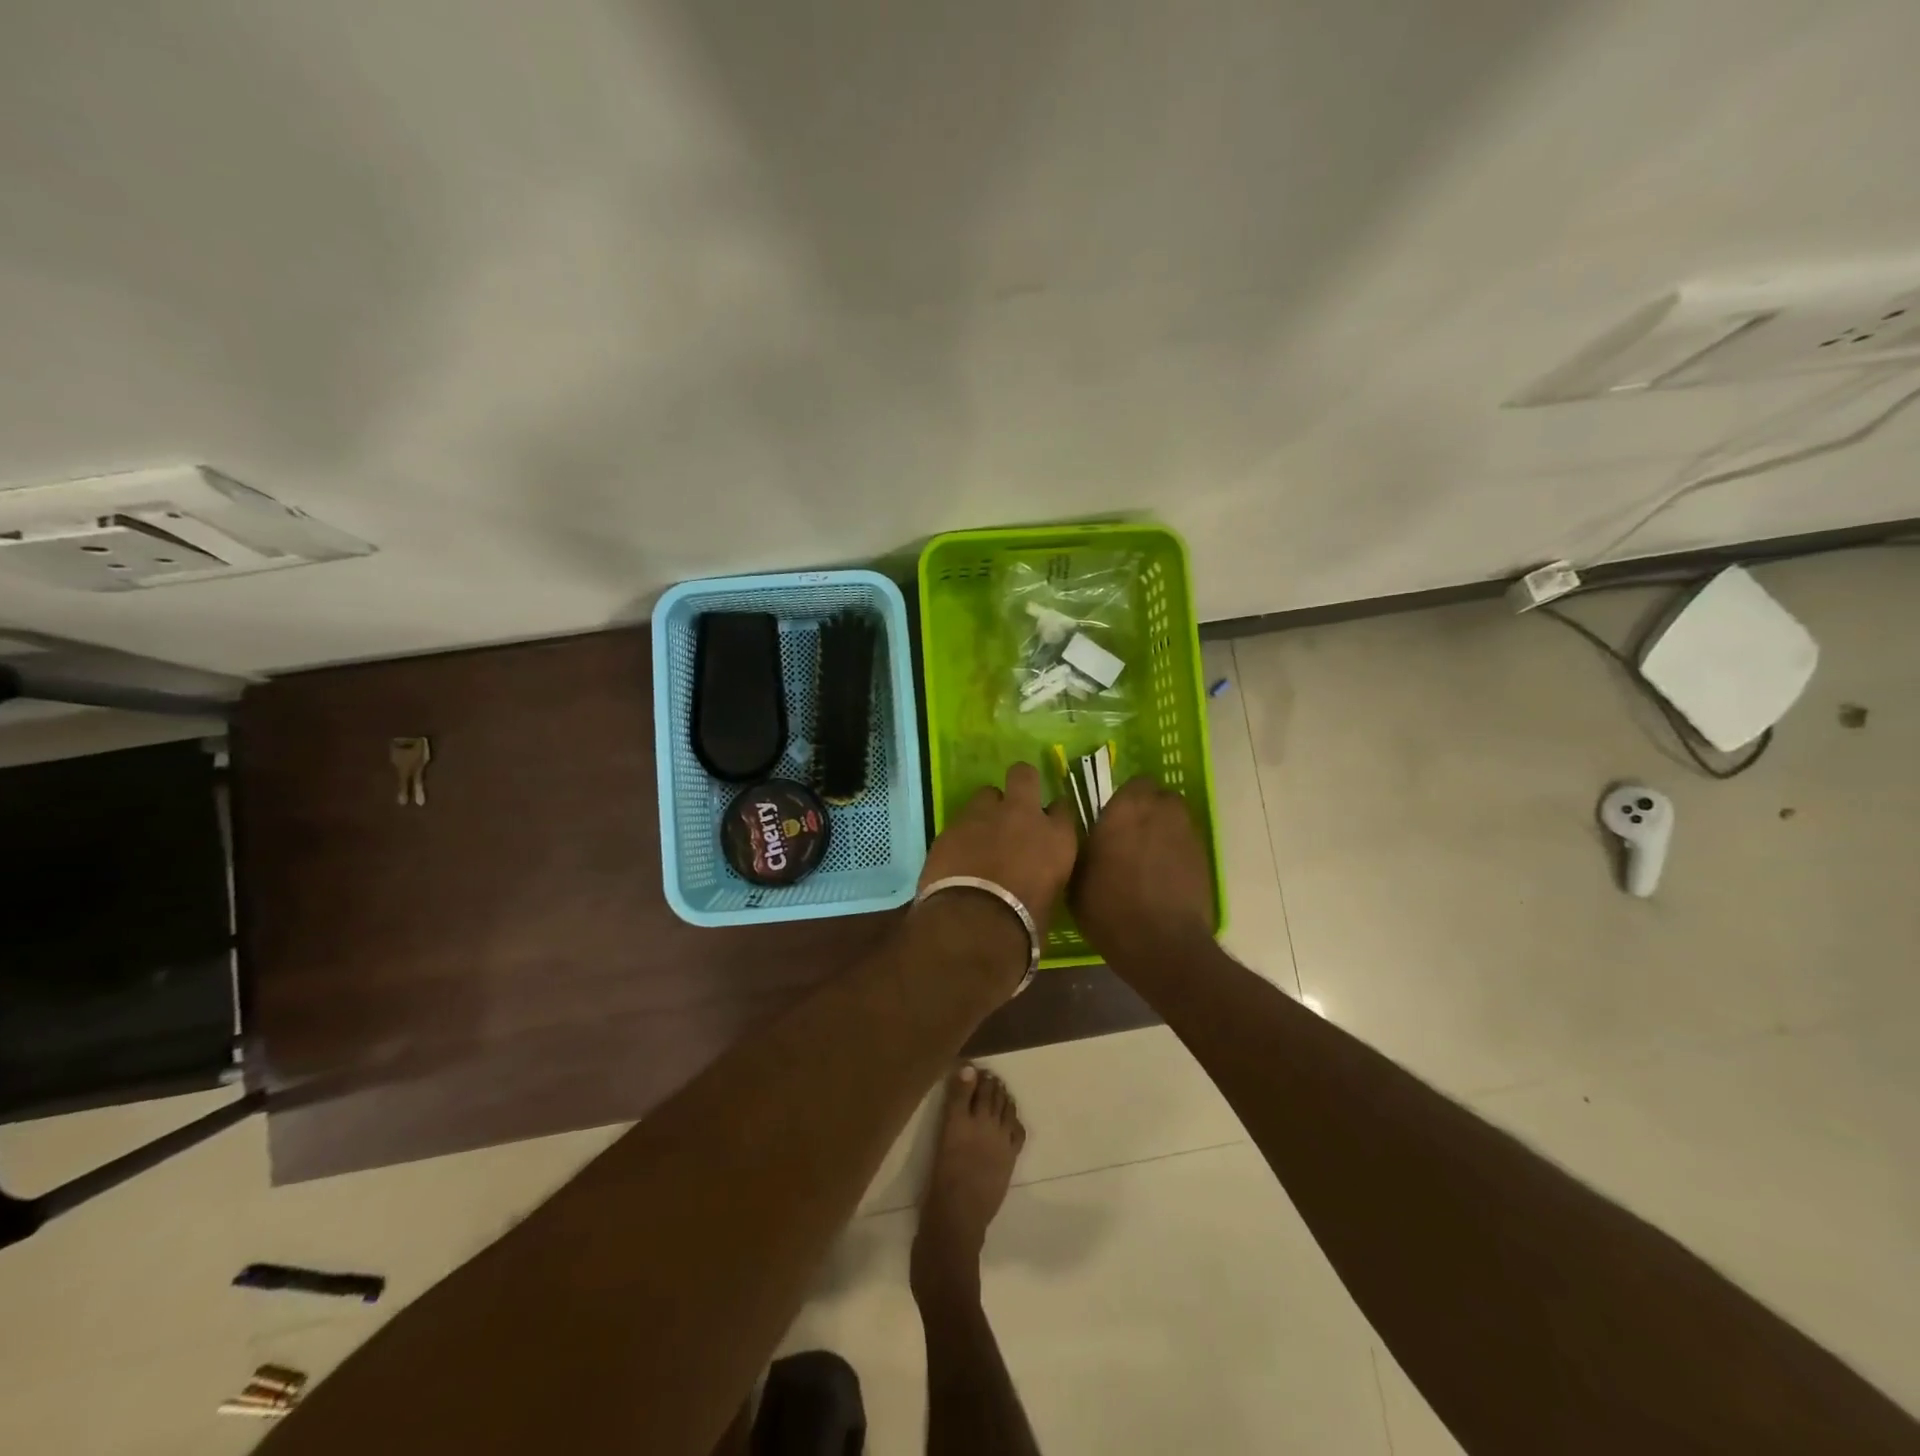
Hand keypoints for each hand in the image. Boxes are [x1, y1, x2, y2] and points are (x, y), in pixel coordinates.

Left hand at [920, 762, 1079, 927]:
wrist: (974, 925)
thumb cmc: (1024, 925)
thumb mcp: (1050, 899)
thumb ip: (1044, 874)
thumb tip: (1035, 877)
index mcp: (1057, 837)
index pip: (1062, 808)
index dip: (1052, 814)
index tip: (1047, 823)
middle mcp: (1023, 815)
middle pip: (1024, 775)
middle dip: (1020, 783)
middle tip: (1013, 805)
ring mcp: (983, 816)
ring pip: (986, 794)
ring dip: (986, 810)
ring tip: (980, 834)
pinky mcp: (950, 827)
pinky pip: (959, 821)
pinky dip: (961, 835)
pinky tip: (957, 856)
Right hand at [1072, 778, 1213, 953]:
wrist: (1161, 942)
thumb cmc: (1108, 907)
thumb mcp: (1076, 877)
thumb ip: (1082, 846)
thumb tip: (1084, 836)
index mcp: (1125, 809)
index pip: (1133, 783)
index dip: (1125, 799)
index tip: (1113, 818)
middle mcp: (1160, 812)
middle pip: (1160, 796)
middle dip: (1148, 809)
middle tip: (1131, 834)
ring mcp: (1186, 834)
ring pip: (1176, 818)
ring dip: (1164, 828)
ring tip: (1149, 855)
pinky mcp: (1203, 858)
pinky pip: (1187, 843)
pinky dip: (1177, 852)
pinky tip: (1164, 876)